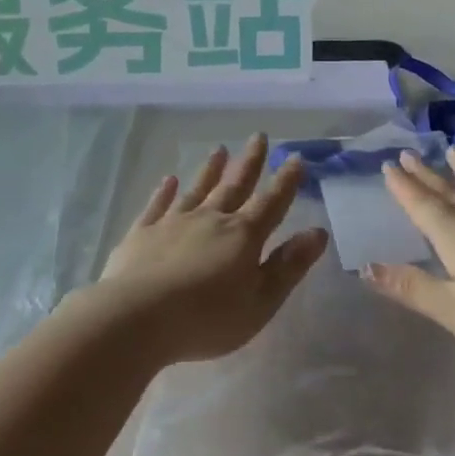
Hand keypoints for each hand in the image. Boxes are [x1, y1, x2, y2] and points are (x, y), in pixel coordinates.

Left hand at [93, 135, 329, 363]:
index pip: (271, 203)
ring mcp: (173, 223)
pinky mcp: (142, 233)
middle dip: (249, 162)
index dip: (286, 182)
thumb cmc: (206, 318)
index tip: (295, 158)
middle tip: (258, 137)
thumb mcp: (259, 302)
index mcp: (242, 237)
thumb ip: (288, 267)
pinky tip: (169, 180)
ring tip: (219, 150)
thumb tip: (317, 233)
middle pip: (234, 186)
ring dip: (210, 170)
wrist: (136, 318)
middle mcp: (210, 220)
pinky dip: (165, 191)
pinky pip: (157, 205)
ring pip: (197, 189)